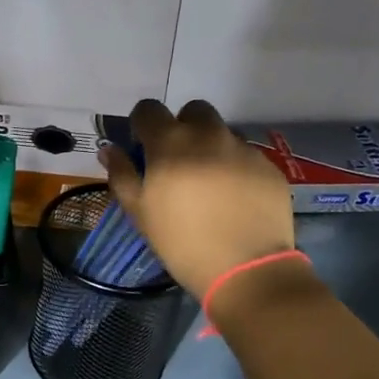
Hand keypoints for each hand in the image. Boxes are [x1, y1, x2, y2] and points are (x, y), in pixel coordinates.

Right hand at [101, 98, 296, 298]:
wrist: (246, 269)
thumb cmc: (181, 243)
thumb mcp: (140, 213)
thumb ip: (122, 175)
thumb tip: (109, 149)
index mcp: (170, 144)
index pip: (149, 109)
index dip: (142, 124)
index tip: (143, 146)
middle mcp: (208, 135)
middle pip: (192, 111)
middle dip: (182, 126)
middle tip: (178, 160)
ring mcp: (243, 148)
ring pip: (222, 132)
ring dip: (210, 146)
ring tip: (209, 182)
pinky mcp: (269, 166)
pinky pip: (246, 154)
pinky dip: (235, 166)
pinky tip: (233, 198)